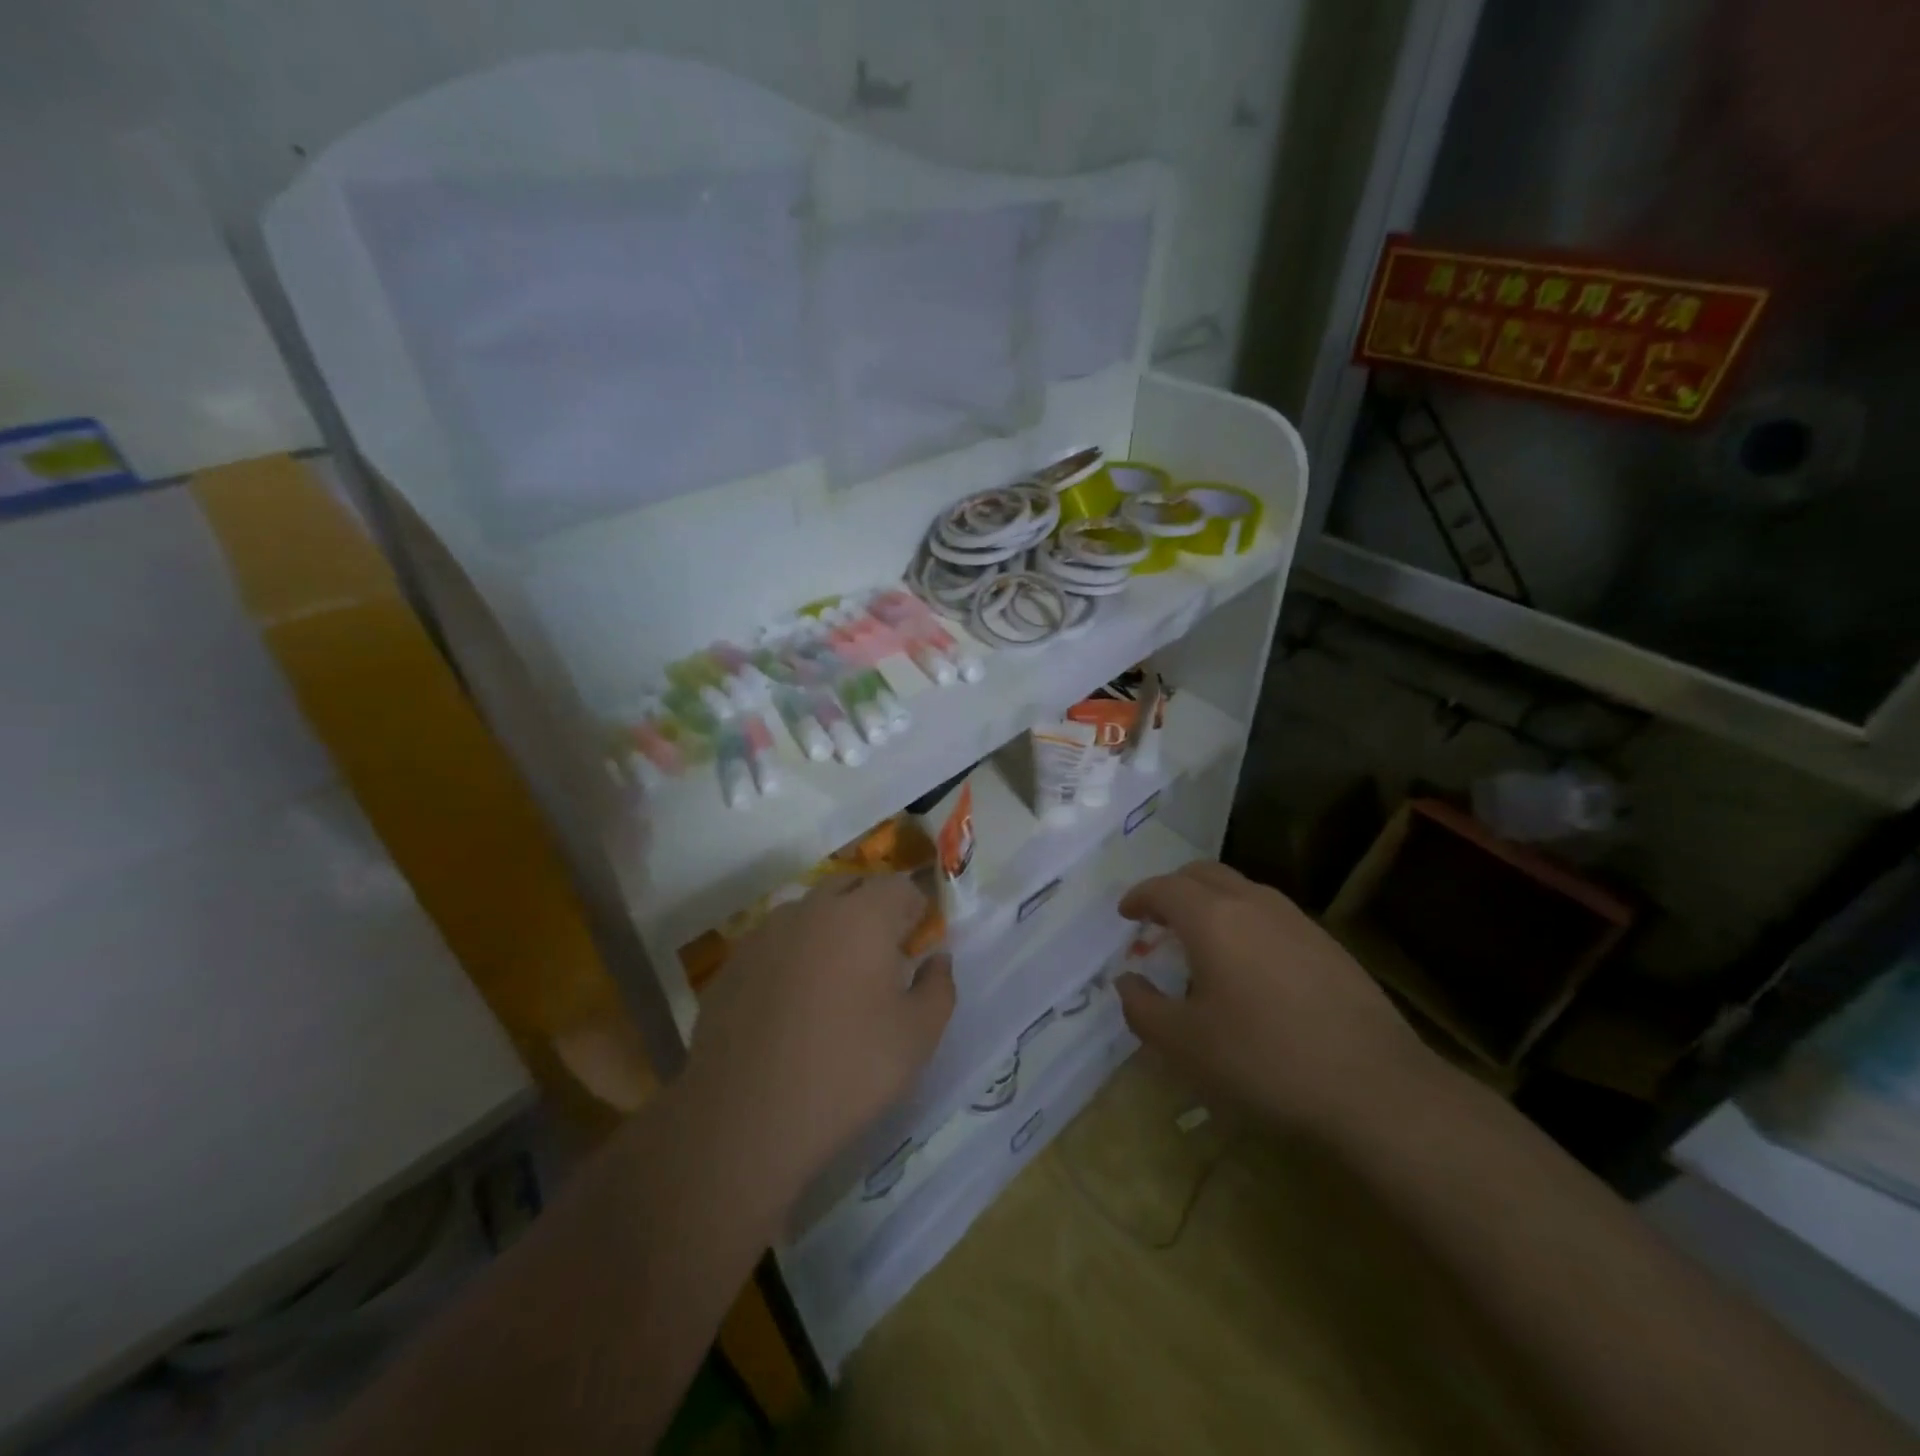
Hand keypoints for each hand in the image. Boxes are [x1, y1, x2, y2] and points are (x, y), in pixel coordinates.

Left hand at [683, 875, 954, 1197]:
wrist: (746, 1118)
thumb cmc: (848, 1070)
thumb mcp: (918, 1036)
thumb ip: (939, 987)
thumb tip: (936, 959)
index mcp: (862, 916)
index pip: (898, 885)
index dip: (914, 909)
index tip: (918, 943)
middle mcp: (811, 910)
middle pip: (850, 887)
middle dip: (872, 909)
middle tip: (882, 957)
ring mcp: (765, 933)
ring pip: (808, 913)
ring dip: (829, 930)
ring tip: (835, 981)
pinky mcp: (732, 964)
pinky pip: (775, 943)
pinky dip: (792, 956)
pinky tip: (792, 1004)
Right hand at [1114, 861, 1440, 1138]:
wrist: (1376, 1089)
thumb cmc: (1264, 1061)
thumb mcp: (1184, 1045)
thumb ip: (1143, 1008)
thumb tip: (1126, 982)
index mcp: (1212, 918)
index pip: (1164, 888)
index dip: (1139, 897)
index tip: (1126, 914)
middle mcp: (1253, 904)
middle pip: (1204, 873)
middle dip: (1174, 888)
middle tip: (1158, 919)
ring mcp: (1296, 921)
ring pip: (1242, 889)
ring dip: (1211, 902)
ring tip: (1201, 941)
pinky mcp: (1328, 944)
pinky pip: (1271, 914)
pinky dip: (1245, 921)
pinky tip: (1250, 966)